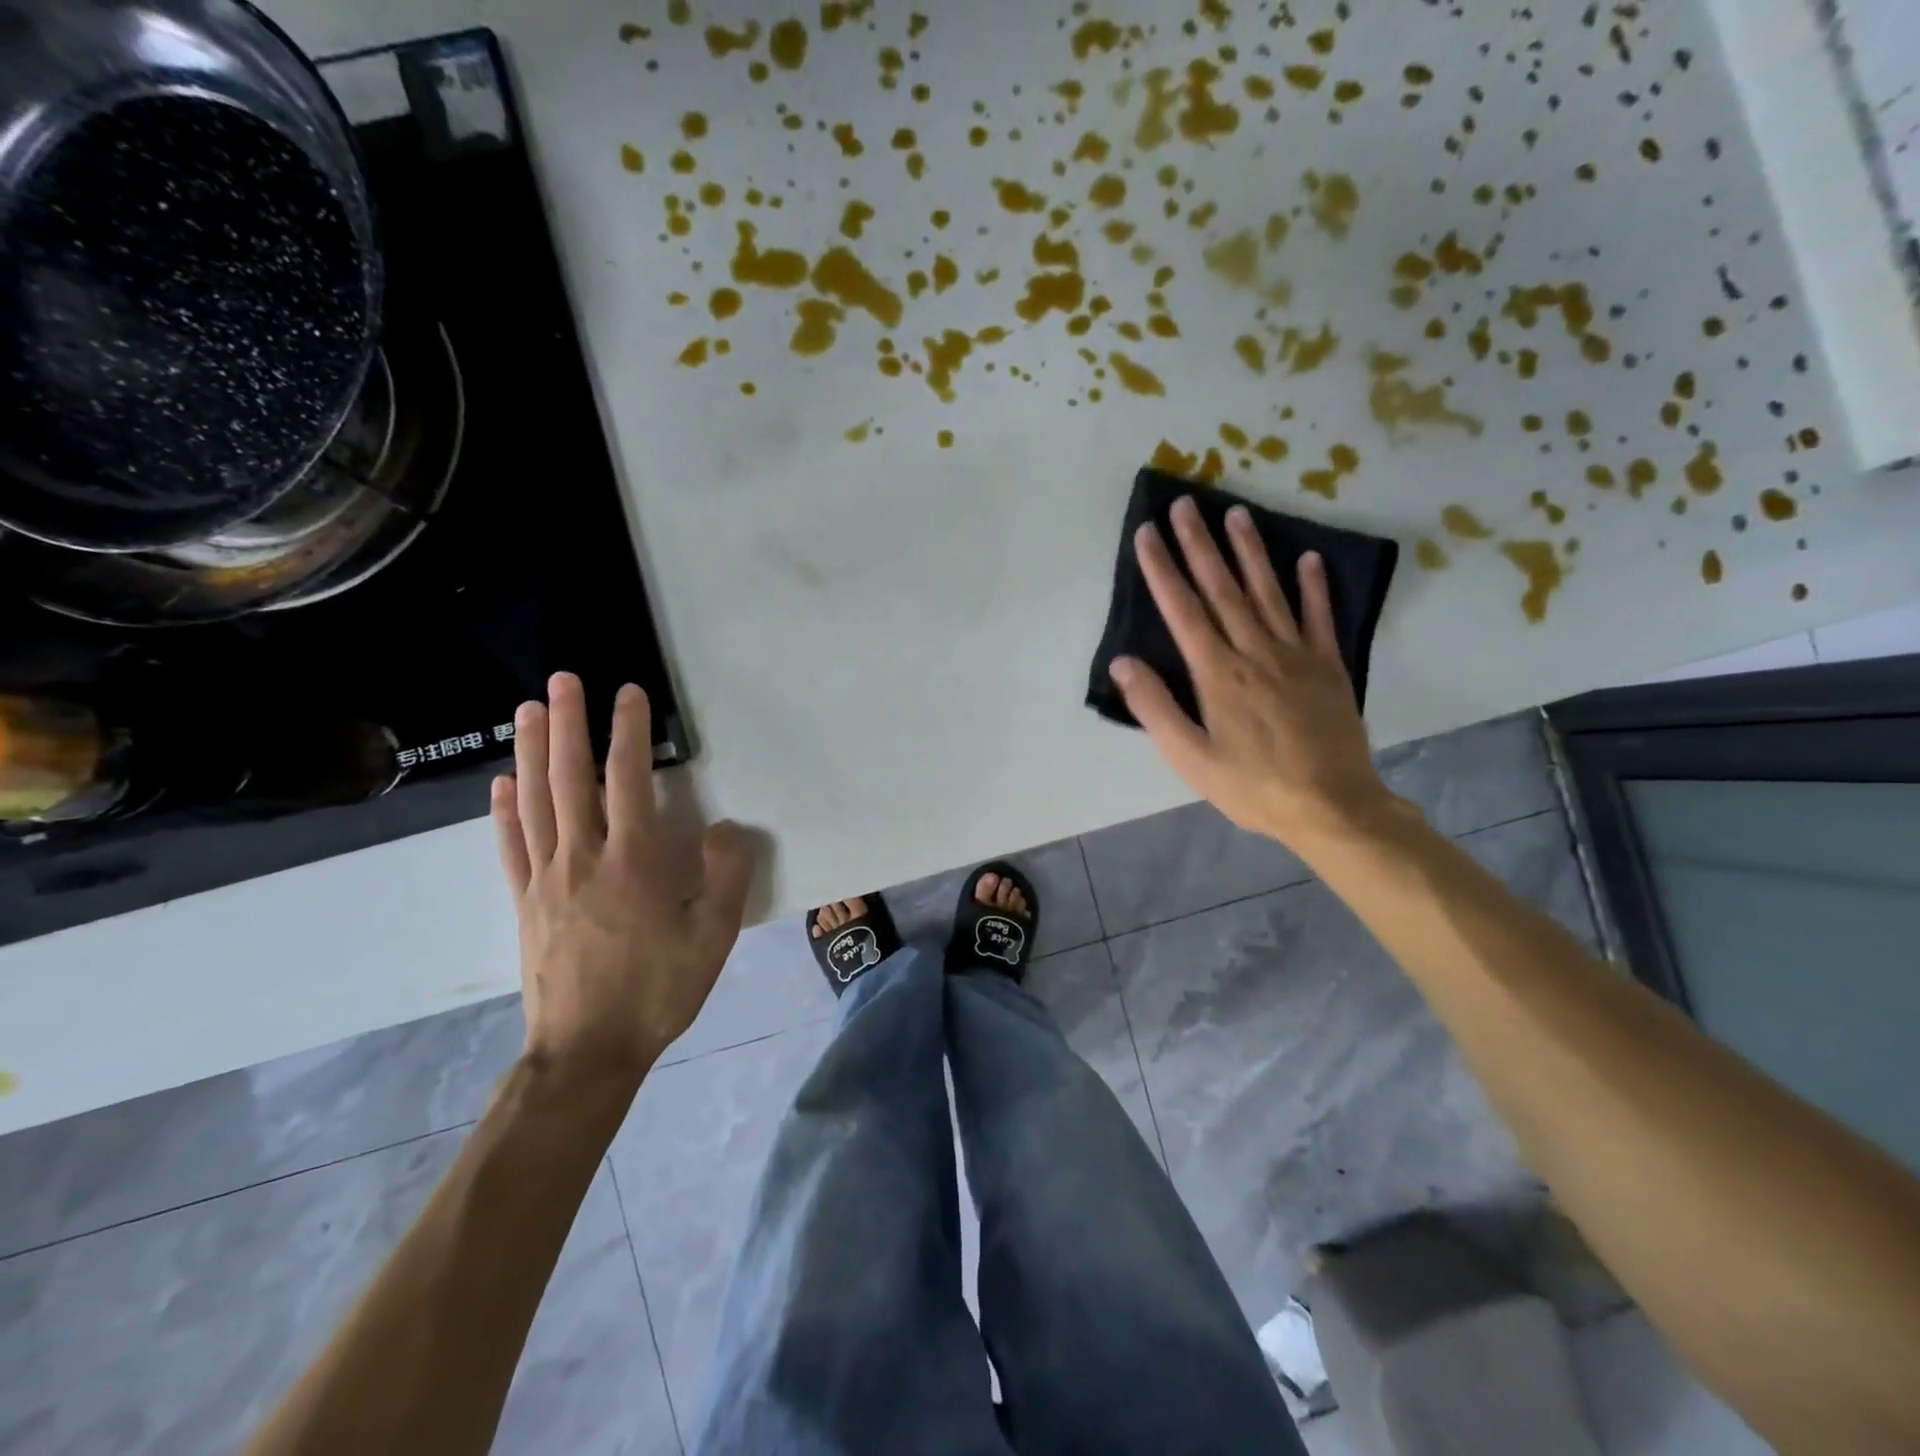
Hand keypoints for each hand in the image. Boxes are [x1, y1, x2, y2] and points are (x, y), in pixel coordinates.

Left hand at [493, 673, 753, 1088]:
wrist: (588, 1051)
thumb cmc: (658, 990)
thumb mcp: (714, 938)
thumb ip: (726, 877)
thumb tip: (725, 829)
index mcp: (633, 862)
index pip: (629, 780)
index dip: (628, 731)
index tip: (627, 693)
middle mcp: (583, 857)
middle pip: (571, 778)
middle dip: (567, 723)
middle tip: (563, 679)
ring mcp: (546, 878)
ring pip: (534, 801)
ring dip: (530, 752)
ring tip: (526, 710)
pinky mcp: (525, 902)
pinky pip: (511, 846)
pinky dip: (503, 810)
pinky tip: (500, 784)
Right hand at [1108, 497, 1400, 851]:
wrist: (1333, 806)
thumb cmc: (1253, 786)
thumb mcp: (1190, 758)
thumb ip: (1155, 708)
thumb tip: (1123, 663)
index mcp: (1218, 674)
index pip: (1183, 610)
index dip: (1163, 570)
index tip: (1148, 533)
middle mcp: (1255, 652)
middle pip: (1222, 589)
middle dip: (1199, 545)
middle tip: (1186, 504)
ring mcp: (1296, 655)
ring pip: (1268, 591)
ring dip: (1249, 551)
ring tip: (1235, 513)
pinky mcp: (1328, 666)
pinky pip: (1318, 617)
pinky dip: (1313, 586)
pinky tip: (1307, 558)